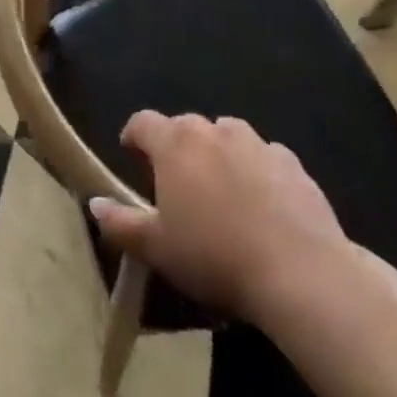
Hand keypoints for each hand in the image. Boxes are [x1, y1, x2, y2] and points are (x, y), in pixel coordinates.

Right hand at [89, 113, 346, 323]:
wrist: (302, 274)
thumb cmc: (215, 256)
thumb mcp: (157, 248)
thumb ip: (121, 223)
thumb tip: (95, 203)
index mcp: (174, 143)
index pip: (143, 122)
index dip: (134, 136)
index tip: (132, 155)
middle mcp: (213, 131)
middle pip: (186, 127)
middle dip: (177, 147)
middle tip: (177, 182)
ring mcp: (257, 144)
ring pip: (228, 136)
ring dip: (219, 153)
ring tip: (221, 190)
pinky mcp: (294, 166)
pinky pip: (266, 158)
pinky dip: (258, 171)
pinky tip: (263, 204)